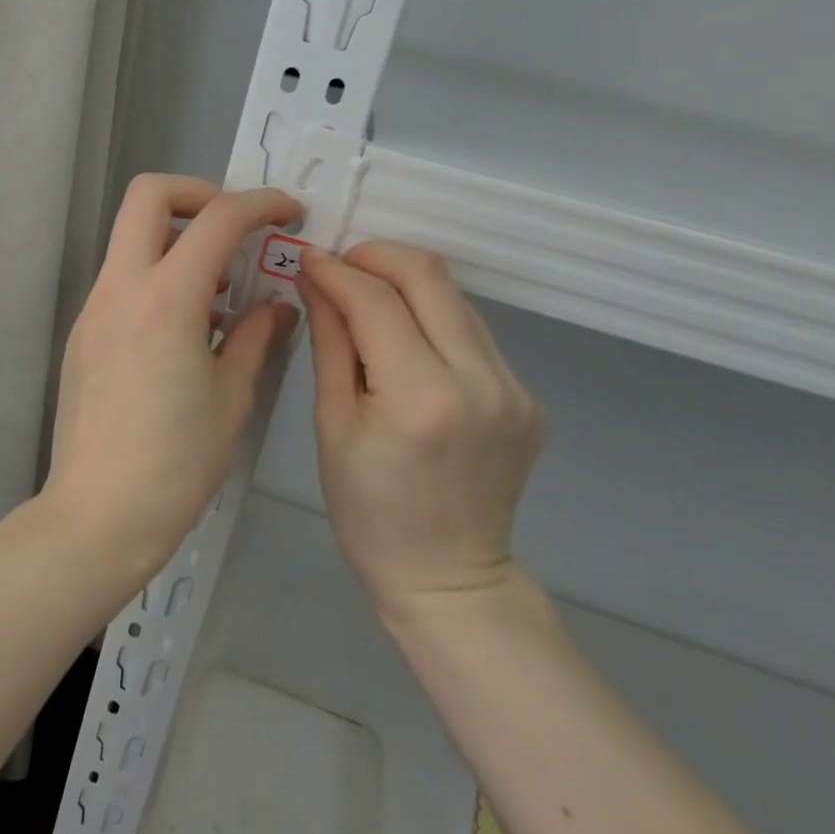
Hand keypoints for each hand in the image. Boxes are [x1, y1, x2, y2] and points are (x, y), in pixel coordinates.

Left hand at [41, 174, 301, 587]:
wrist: (98, 515)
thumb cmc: (176, 463)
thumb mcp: (232, 398)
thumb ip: (257, 336)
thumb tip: (276, 304)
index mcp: (166, 299)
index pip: (218, 219)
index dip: (261, 204)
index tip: (289, 214)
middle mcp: (121, 288)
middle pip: (149, 196)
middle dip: (200, 194)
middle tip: (236, 231)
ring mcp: (94, 309)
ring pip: (131, 237)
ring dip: (178, 240)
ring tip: (219, 293)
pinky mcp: (83, 333)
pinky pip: (123, 279)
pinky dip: (158, 277)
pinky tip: (186, 330)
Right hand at [297, 241, 544, 617]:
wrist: (448, 577)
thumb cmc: (369, 512)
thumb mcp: (332, 426)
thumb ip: (330, 343)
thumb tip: (316, 279)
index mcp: (421, 399)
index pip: (376, 301)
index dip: (337, 271)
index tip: (308, 258)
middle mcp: (480, 381)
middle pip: (430, 277)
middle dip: (377, 256)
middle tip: (340, 266)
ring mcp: (514, 388)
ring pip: (456, 299)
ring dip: (406, 284)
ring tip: (365, 299)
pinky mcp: (527, 396)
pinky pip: (473, 333)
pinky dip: (432, 320)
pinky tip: (405, 341)